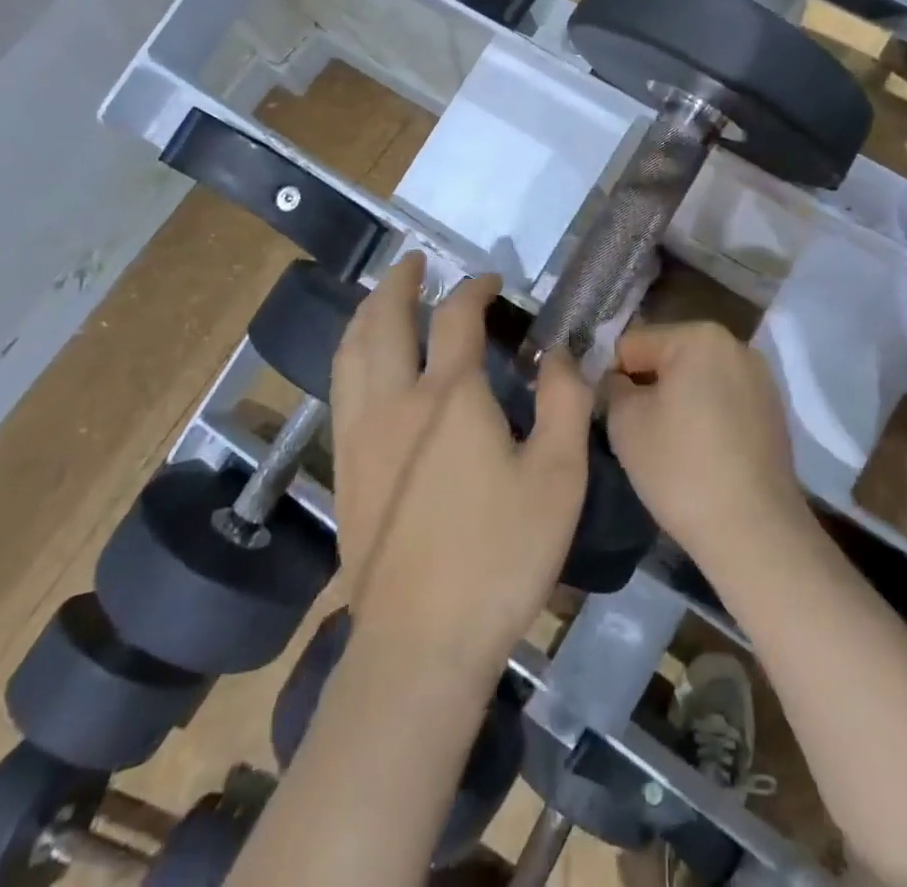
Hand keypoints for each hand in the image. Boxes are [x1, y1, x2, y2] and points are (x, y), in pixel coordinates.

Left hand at [345, 268, 596, 669]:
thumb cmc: (500, 556)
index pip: (456, 317)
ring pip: (351, 351)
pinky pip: (341, 387)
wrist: (420, 644)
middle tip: (415, 262)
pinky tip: (365, 364)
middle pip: (385, 321)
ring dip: (367, 312)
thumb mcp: (558, 477)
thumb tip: (562, 350)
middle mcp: (395, 401)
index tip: (491, 282)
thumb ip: (565, 402)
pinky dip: (352, 354)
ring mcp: (361, 434)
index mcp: (450, 396)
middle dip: (400, 283)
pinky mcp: (345, 468)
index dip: (474, 289)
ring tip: (383, 296)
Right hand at [603, 323, 806, 569]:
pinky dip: (706, 417)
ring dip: (677, 401)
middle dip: (647, 385)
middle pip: (668, 356)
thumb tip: (617, 380)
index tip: (608, 414)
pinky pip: (723, 401)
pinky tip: (700, 454)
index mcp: (699, 336)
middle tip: (635, 430)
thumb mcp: (624, 422)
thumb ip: (612, 386)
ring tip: (668, 445)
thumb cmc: (681, 468)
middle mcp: (736, 345)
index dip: (611, 376)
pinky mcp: (774, 411)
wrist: (754, 531)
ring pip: (697, 379)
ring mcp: (761, 378)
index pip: (632, 343)